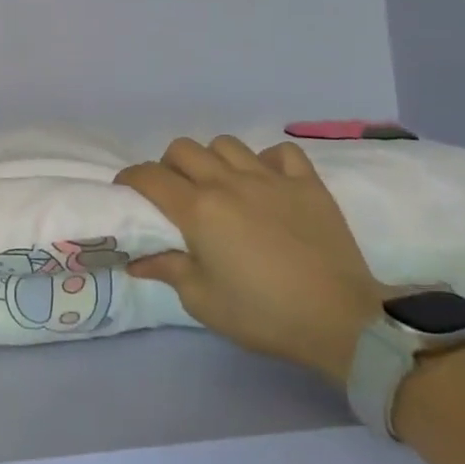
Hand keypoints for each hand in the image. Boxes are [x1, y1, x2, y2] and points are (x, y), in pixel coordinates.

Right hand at [118, 136, 385, 382]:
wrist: (338, 319)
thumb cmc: (262, 313)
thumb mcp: (202, 300)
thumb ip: (168, 270)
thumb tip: (137, 260)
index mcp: (198, 209)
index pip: (150, 176)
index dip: (130, 178)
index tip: (126, 191)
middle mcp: (229, 182)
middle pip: (183, 149)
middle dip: (168, 166)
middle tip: (174, 194)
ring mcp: (271, 178)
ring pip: (226, 144)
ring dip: (212, 160)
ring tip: (219, 186)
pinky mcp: (307, 183)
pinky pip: (279, 153)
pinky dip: (266, 161)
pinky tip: (266, 184)